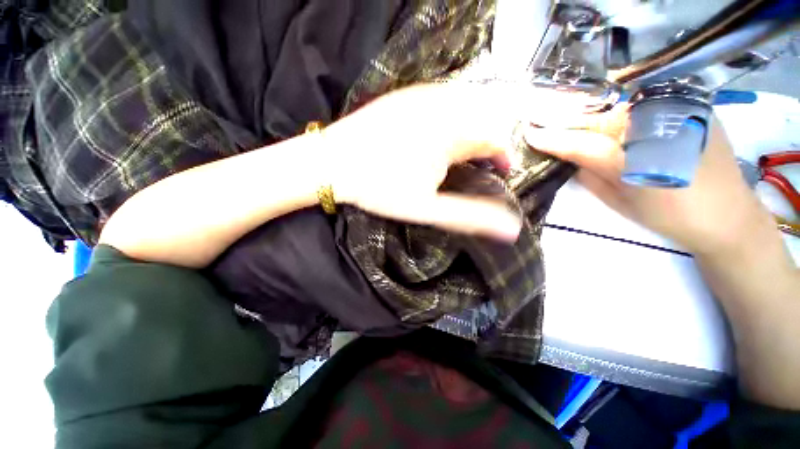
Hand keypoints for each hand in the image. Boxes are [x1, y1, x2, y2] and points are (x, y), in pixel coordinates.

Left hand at [321, 83, 593, 241]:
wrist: (331, 163)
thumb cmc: (379, 187)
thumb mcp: (426, 208)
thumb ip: (468, 215)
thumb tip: (509, 229)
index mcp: (452, 133)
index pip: (495, 137)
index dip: (504, 155)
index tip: (502, 171)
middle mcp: (442, 106)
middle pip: (482, 120)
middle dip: (488, 143)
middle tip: (480, 165)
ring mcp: (420, 96)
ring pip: (463, 107)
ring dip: (470, 129)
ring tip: (461, 153)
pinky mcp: (403, 96)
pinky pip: (440, 101)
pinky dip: (450, 117)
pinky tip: (436, 135)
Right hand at [525, 107, 774, 255]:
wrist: (726, 216)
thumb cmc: (667, 215)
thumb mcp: (618, 200)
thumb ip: (588, 175)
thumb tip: (565, 156)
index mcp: (638, 158)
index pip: (582, 143)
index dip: (553, 138)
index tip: (530, 134)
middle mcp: (660, 125)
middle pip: (601, 114)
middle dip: (569, 116)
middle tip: (545, 119)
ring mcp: (680, 108)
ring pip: (622, 101)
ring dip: (593, 109)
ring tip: (571, 115)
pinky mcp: (693, 103)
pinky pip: (646, 97)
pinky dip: (622, 104)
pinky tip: (610, 112)